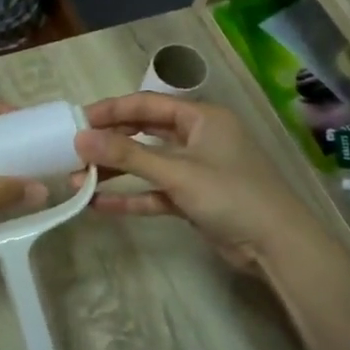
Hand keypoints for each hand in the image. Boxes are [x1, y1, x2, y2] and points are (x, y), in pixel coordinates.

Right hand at [75, 94, 321, 270]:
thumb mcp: (177, 172)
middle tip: (72, 150)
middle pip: (145, 132)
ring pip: (148, 164)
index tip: (76, 121)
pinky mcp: (194, 198)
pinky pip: (155, 191)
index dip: (110, 110)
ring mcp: (196, 169)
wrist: (277, 245)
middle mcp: (198, 137)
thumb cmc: (231, 194)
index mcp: (201, 117)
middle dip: (109, 142)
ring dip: (116, 172)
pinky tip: (99, 204)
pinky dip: (132, 196)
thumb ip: (127, 155)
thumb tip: (80, 139)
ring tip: (77, 180)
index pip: (147, 104)